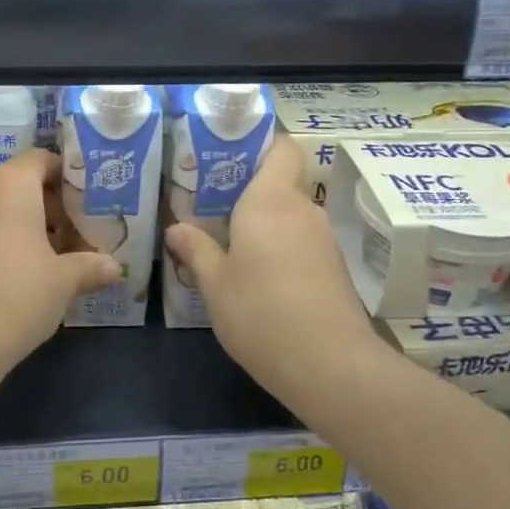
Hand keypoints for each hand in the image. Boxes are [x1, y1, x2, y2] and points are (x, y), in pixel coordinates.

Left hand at [0, 149, 119, 386]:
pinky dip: (0, 239)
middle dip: (50, 206)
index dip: (68, 177)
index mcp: (9, 183)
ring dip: (25, 224)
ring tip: (52, 257)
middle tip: (77, 235)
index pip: (42, 160)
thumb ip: (90, 266)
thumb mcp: (63, 282)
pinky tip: (18, 272)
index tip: (89, 203)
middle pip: (20, 183)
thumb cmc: (16, 296)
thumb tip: (114, 267)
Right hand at [164, 135, 386, 407]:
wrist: (330, 365)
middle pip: (280, 181)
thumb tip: (176, 227)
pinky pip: (299, 240)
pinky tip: (255, 272)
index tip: (228, 154)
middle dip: (248, 189)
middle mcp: (302, 210)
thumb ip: (196, 249)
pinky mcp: (333, 267)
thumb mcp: (215, 284)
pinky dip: (278, 246)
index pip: (280, 147)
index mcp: (270, 201)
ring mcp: (322, 239)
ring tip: (226, 239)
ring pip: (289, 214)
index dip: (260, 142)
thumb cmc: (260, 314)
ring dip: (262, 222)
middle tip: (209, 204)